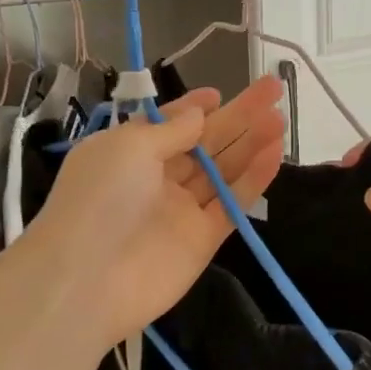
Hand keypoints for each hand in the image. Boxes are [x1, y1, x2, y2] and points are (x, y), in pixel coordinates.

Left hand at [32, 76, 287, 346]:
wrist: (88, 280)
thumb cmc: (99, 198)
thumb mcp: (128, 147)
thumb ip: (170, 129)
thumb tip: (199, 113)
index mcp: (129, 153)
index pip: (168, 125)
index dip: (193, 108)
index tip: (219, 93)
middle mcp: (156, 179)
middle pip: (204, 143)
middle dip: (237, 116)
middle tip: (273, 89)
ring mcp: (181, 210)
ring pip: (223, 171)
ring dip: (251, 143)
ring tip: (281, 118)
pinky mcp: (203, 240)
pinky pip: (233, 204)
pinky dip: (254, 179)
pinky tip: (275, 152)